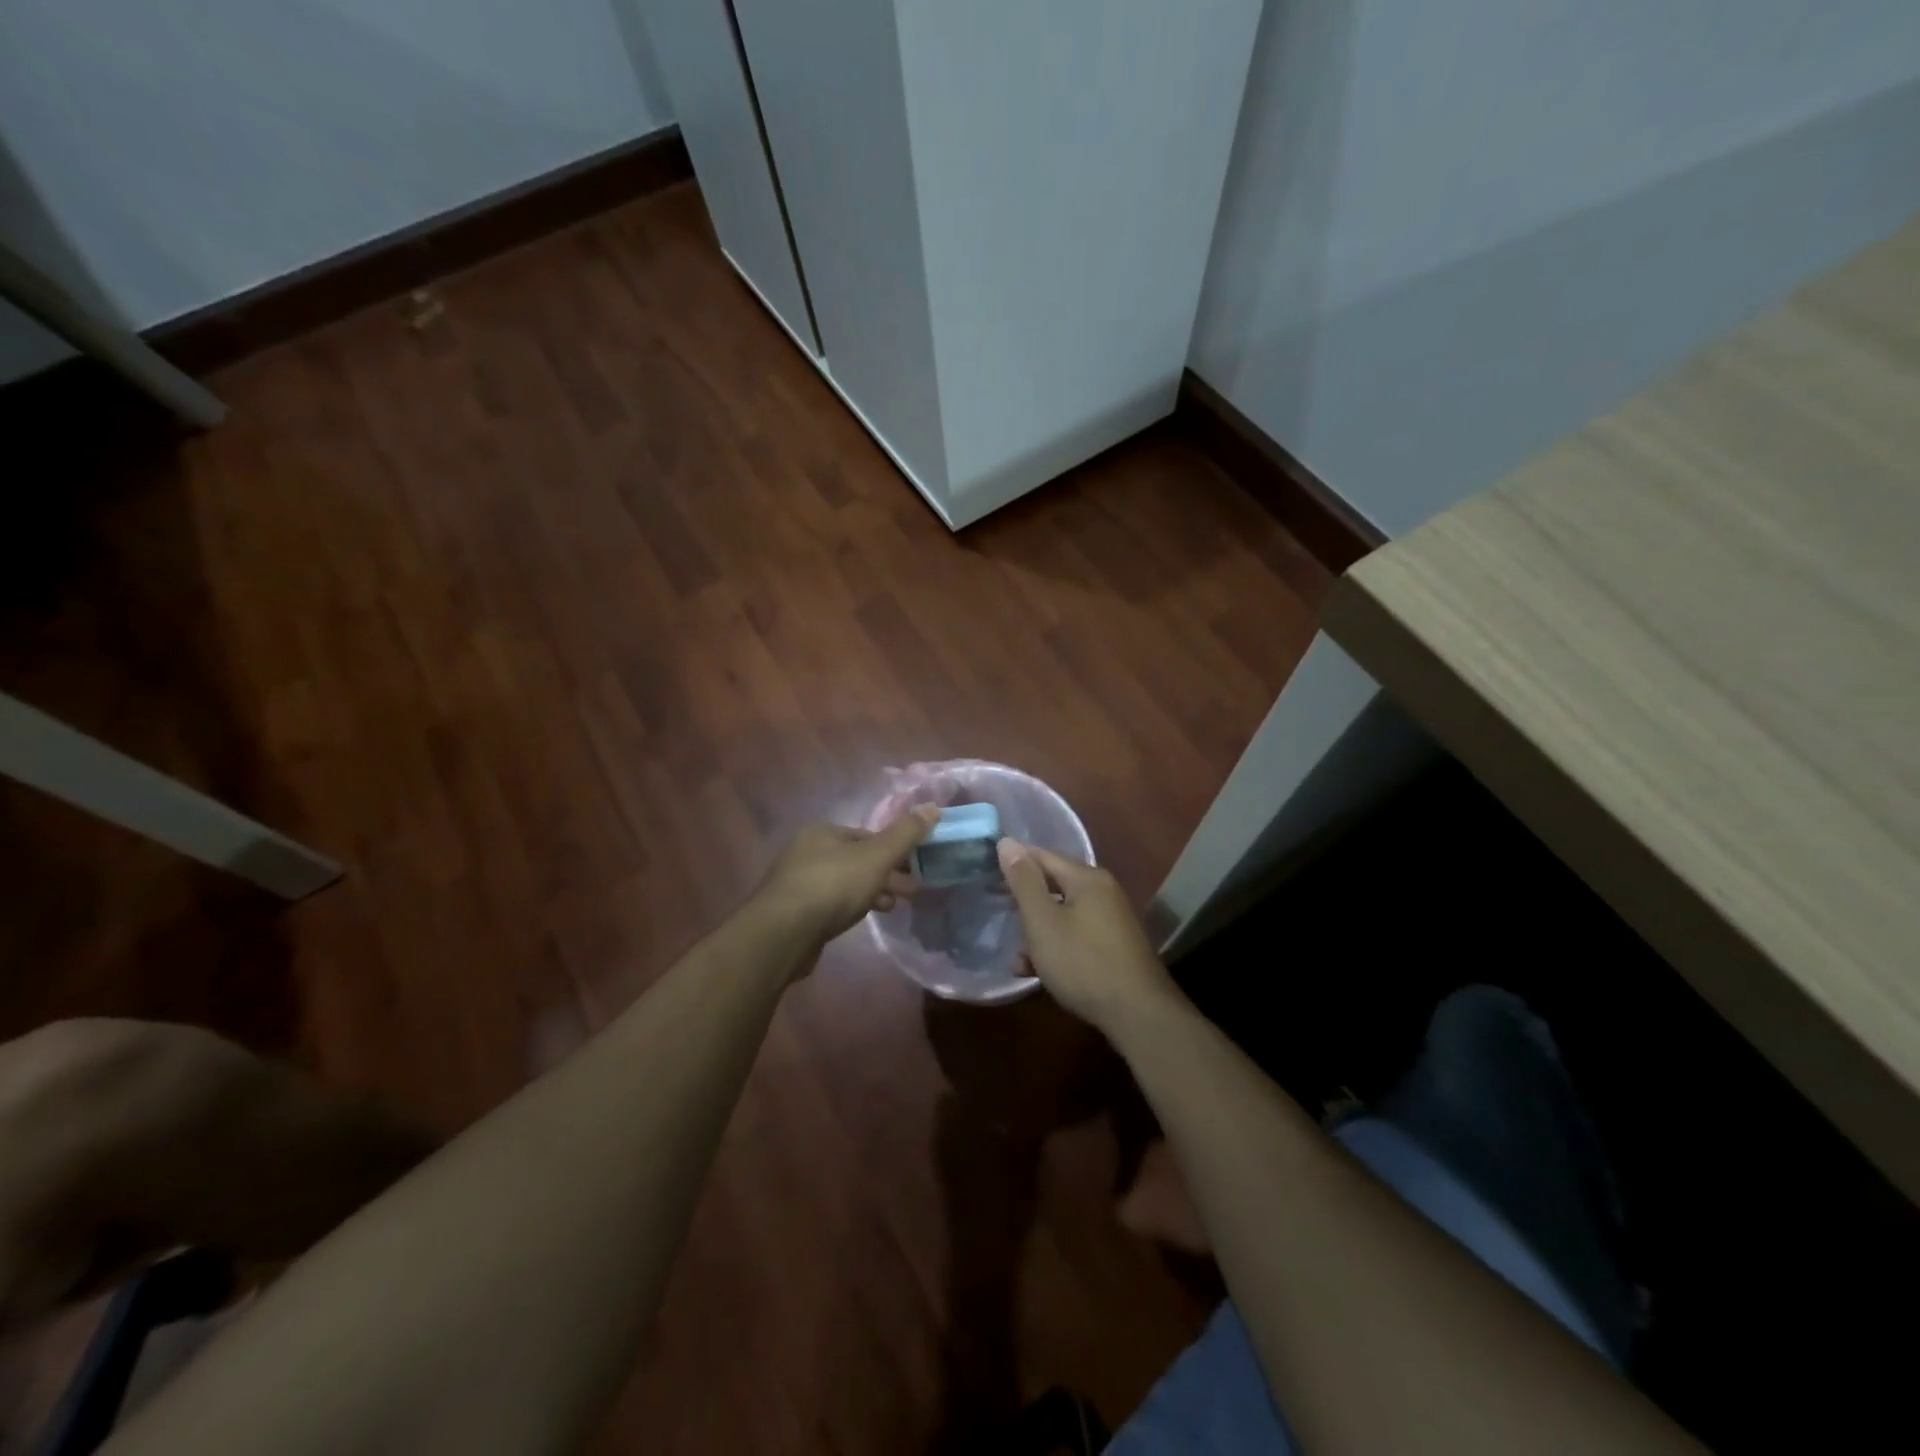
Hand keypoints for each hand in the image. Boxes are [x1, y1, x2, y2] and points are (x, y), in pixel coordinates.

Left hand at [755, 807, 938, 950]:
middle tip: (911, 891)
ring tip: (893, 906)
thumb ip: (905, 834)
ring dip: (871, 891)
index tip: (916, 867)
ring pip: (845, 881)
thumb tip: (933, 808)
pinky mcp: (794, 911)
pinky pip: (831, 902)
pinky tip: (861, 918)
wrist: (783, 934)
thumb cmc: (833, 886)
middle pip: (857, 858)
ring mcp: (797, 881)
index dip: (895, 849)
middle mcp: (806, 850)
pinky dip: (851, 906)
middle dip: (885, 873)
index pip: (868, 835)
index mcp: (823, 831)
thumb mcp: (877, 857)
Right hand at [997, 840, 1181, 1038]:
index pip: (1043, 855)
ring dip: (1038, 932)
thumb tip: (1007, 842)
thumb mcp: (1042, 921)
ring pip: (1064, 915)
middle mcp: (1104, 892)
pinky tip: (1037, 972)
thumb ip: (1023, 881)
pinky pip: (1077, 936)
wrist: (1137, 1014)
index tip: (988, 875)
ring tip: (1017, 958)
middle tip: (1000, 916)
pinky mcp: (1115, 947)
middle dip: (1025, 903)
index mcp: (1087, 878)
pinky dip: (1056, 947)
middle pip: (1054, 885)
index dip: (1014, 862)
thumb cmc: (1082, 962)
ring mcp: (1112, 920)